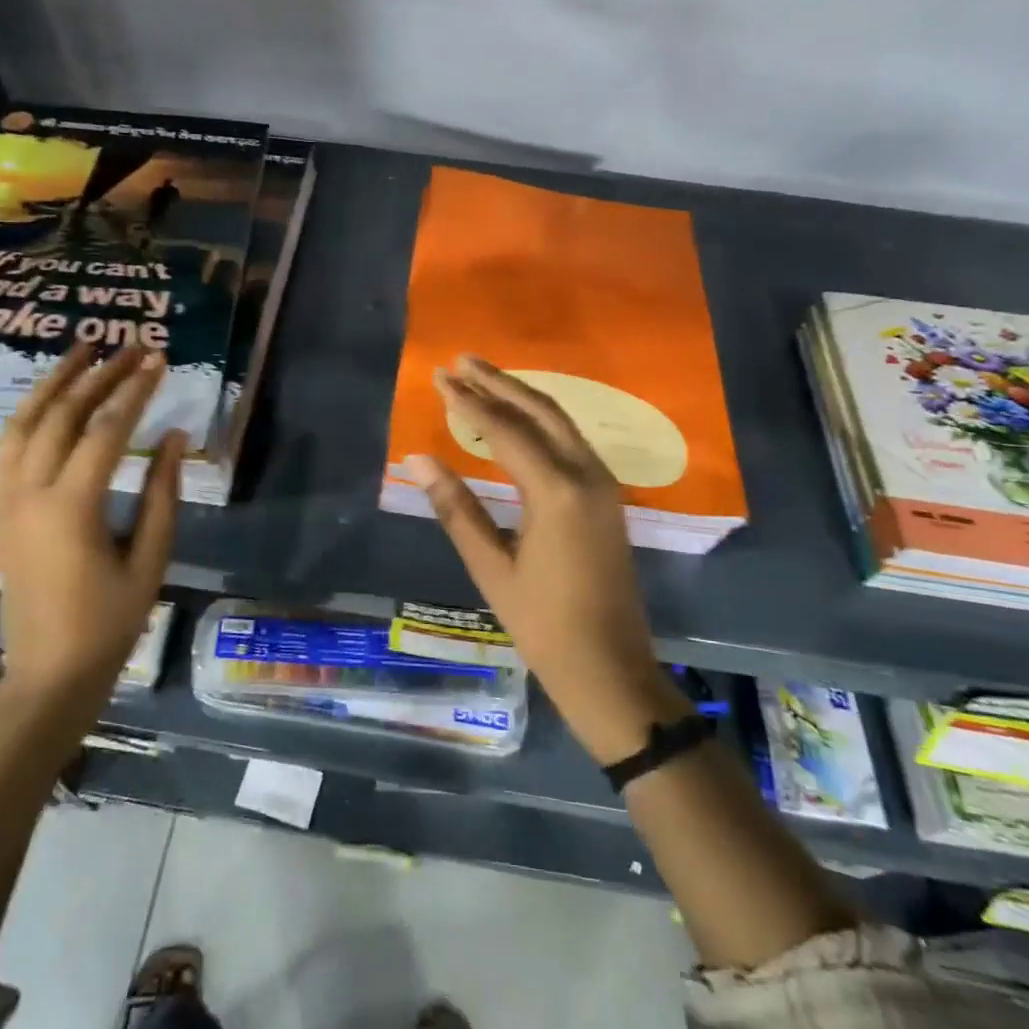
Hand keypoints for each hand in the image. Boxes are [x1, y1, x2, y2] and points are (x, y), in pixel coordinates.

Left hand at [0, 341, 185, 695]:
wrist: (48, 674)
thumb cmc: (109, 624)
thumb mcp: (150, 560)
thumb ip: (162, 494)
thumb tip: (174, 436)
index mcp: (71, 508)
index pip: (106, 430)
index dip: (135, 391)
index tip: (158, 360)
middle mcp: (30, 493)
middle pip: (63, 415)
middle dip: (98, 375)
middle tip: (129, 345)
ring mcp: (6, 500)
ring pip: (23, 423)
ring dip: (53, 382)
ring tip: (81, 350)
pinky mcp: (0, 509)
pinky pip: (7, 447)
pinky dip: (28, 413)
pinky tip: (49, 398)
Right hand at [406, 355, 689, 763]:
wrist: (610, 668)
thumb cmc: (543, 624)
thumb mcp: (490, 567)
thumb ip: (455, 508)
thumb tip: (418, 459)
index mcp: (556, 491)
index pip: (505, 430)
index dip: (469, 402)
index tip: (440, 376)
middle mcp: (586, 474)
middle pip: (539, 410)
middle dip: (499, 382)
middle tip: (462, 360)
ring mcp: (603, 484)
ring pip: (560, 422)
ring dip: (520, 396)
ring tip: (484, 378)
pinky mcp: (606, 496)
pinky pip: (570, 441)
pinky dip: (540, 421)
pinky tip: (518, 420)